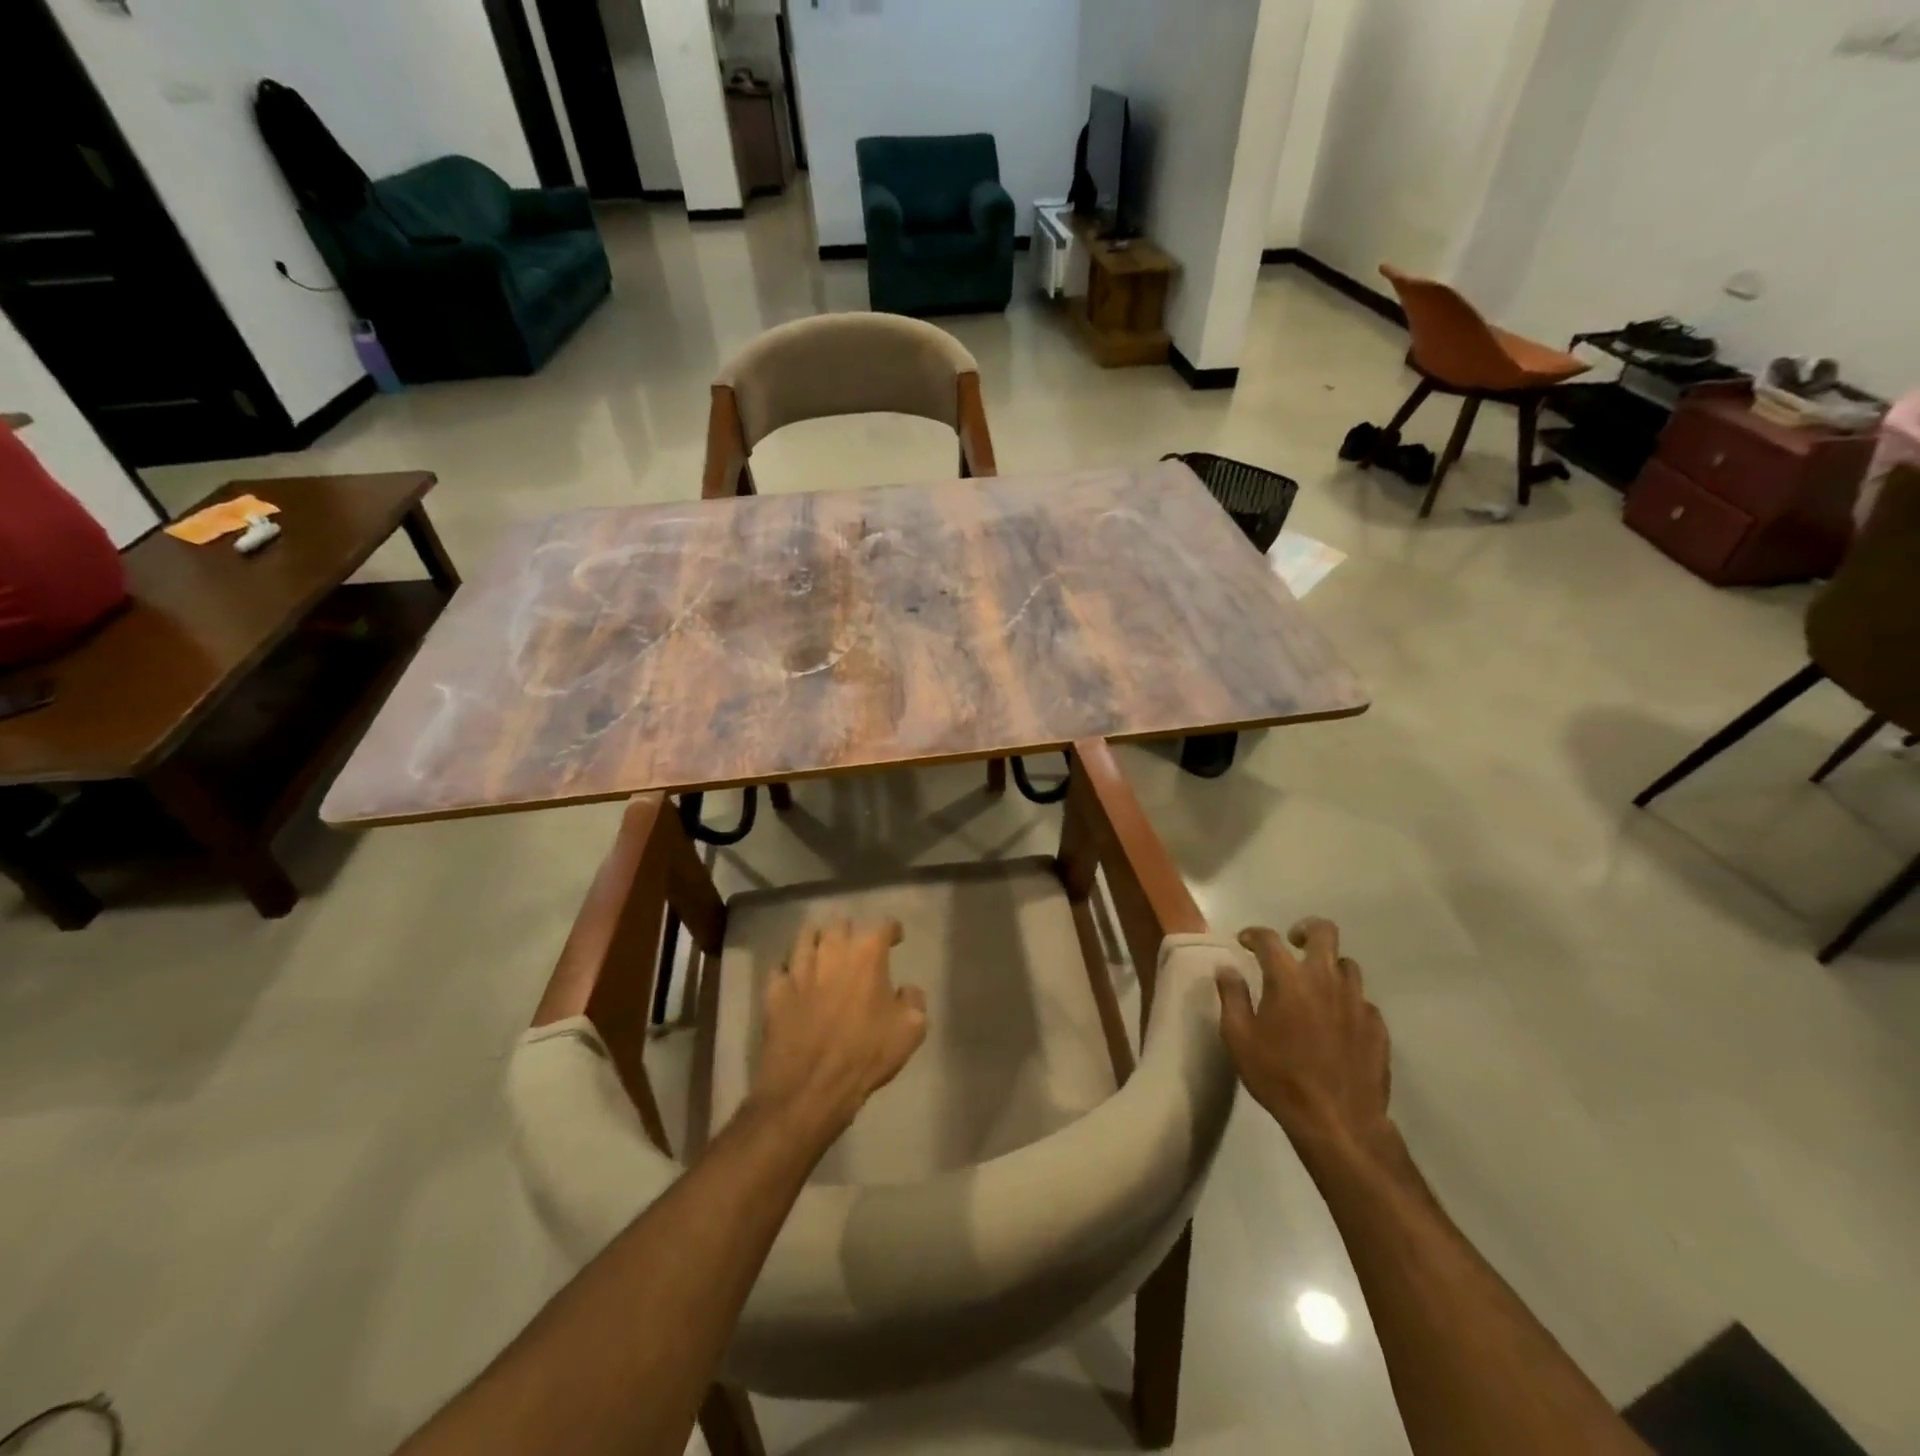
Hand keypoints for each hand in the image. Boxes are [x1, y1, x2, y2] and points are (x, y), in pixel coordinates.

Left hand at [752, 919, 926, 1138]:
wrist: (810, 1087)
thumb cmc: (866, 1055)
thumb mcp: (910, 1030)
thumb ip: (913, 1001)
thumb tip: (907, 990)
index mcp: (867, 954)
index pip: (883, 926)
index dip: (892, 931)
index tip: (895, 938)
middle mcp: (832, 950)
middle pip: (841, 924)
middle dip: (851, 932)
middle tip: (857, 948)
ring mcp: (799, 968)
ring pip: (806, 936)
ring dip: (818, 940)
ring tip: (823, 951)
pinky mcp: (775, 989)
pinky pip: (781, 967)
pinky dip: (789, 969)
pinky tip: (795, 978)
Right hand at [1216, 918, 1392, 1158]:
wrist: (1339, 1122)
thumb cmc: (1279, 1077)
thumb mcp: (1238, 1038)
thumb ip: (1231, 996)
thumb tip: (1227, 968)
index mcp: (1288, 978)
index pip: (1269, 939)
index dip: (1254, 934)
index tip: (1245, 941)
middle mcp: (1326, 979)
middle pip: (1324, 932)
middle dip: (1305, 929)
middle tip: (1293, 943)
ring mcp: (1357, 1002)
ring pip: (1347, 965)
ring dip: (1329, 966)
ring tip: (1315, 985)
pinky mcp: (1377, 1026)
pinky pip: (1362, 1000)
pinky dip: (1346, 1001)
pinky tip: (1336, 1021)